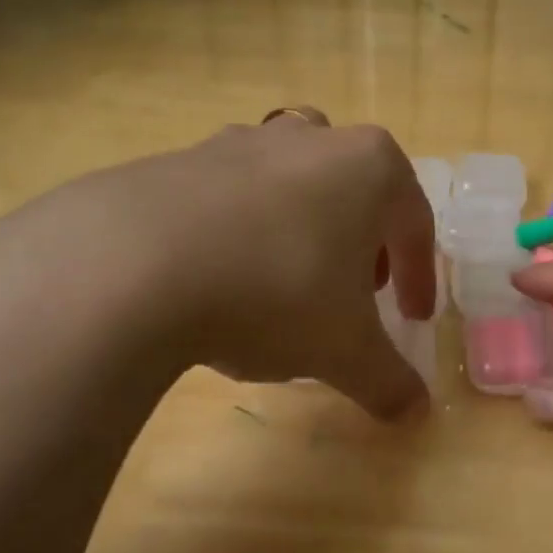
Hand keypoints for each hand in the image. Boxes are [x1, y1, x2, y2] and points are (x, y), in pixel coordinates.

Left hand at [0, 112, 435, 419]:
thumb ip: (387, 380)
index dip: (419, 275)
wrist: (133, 265)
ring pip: (291, 183)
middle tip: (353, 291)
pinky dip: (240, 231)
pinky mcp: (179, 159)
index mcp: (369, 168)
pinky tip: (220, 278)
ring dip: (301, 228)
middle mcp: (310, 139)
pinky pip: (229, 196)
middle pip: (354, 189)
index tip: (413, 317)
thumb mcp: (344, 351)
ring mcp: (240, 141)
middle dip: (361, 241)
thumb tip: (414, 413)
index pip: (414, 223)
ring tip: (286, 282)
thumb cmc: (275, 293)